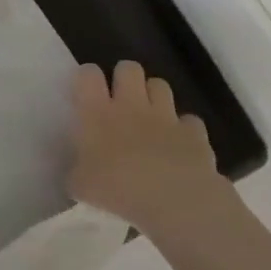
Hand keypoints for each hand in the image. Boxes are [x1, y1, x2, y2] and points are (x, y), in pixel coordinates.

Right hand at [68, 61, 232, 237]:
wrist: (175, 201)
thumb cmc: (118, 188)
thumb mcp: (79, 184)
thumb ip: (76, 170)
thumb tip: (77, 170)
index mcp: (97, 112)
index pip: (88, 74)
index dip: (86, 77)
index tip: (85, 92)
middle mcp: (131, 105)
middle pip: (129, 68)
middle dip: (124, 77)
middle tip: (119, 99)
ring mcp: (166, 117)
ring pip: (160, 85)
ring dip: (154, 96)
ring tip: (149, 116)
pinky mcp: (194, 134)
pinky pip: (189, 120)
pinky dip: (183, 128)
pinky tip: (178, 144)